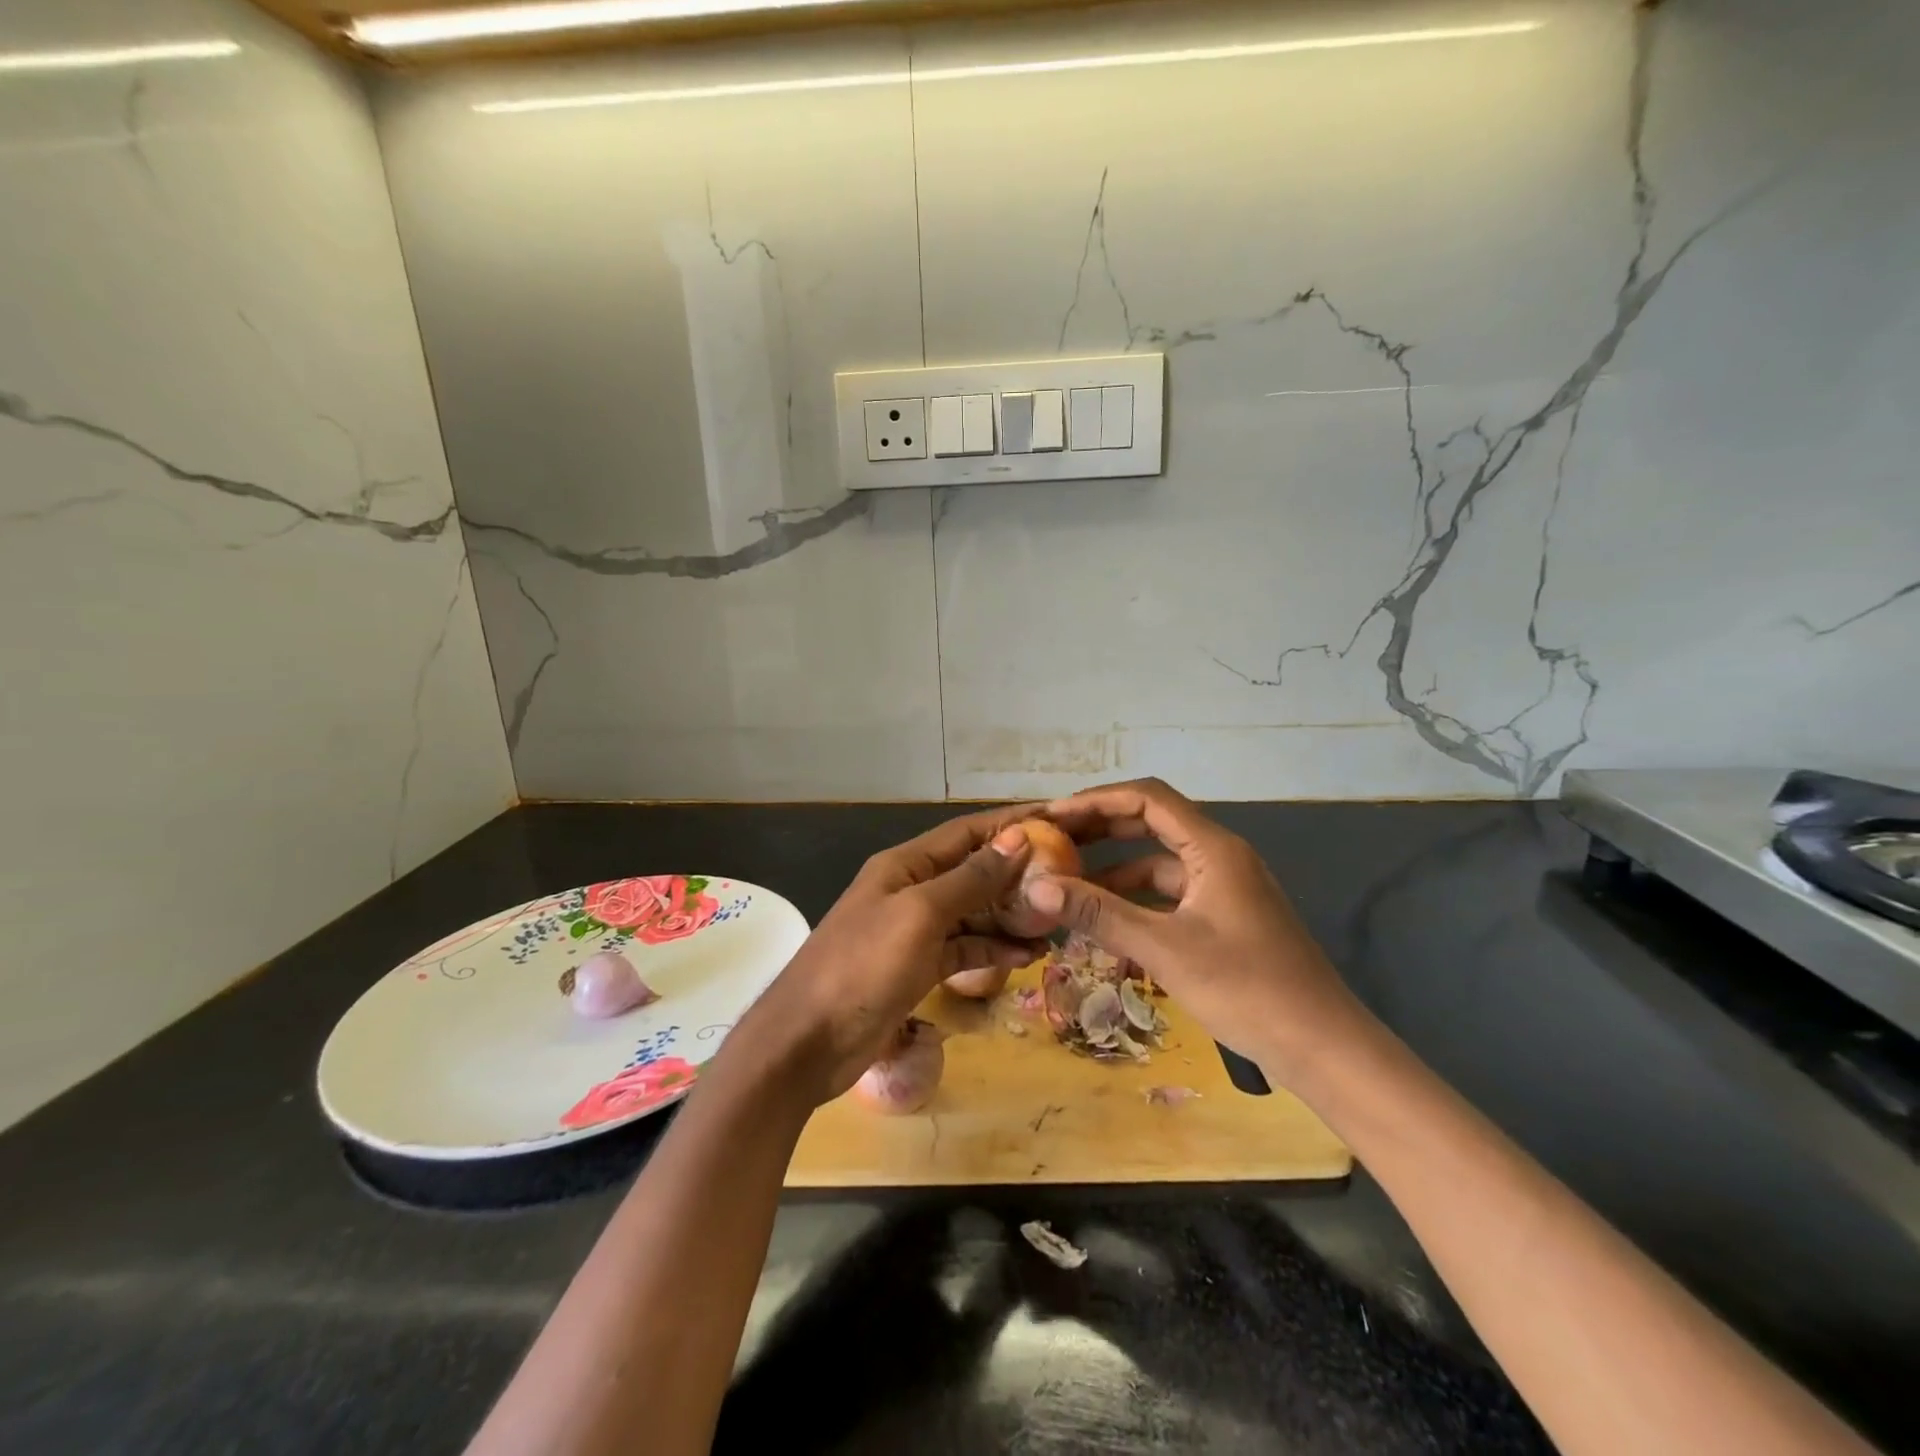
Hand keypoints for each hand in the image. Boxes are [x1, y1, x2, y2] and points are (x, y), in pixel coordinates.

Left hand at [729, 806, 1043, 1106]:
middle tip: (1068, 879)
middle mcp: (911, 890)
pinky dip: (992, 950)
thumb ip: (970, 879)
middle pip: (972, 872)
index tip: (1056, 821)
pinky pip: (964, 949)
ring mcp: (914, 931)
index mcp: (905, 865)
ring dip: (1011, 916)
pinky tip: (1027, 957)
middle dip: (1017, 874)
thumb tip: (1016, 838)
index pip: (966, 833)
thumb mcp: (920, 915)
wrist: (808, 1042)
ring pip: (973, 913)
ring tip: (1056, 923)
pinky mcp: (917, 968)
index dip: (1009, 825)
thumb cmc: (863, 966)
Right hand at [1030, 778, 1368, 1081]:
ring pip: (1157, 864)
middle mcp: (1219, 856)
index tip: (1052, 816)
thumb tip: (1036, 887)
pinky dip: (1136, 903)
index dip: (1096, 801)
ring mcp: (1224, 888)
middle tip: (1052, 843)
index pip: (1147, 799)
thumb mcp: (1165, 950)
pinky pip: (1170, 896)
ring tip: (1067, 886)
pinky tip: (1104, 927)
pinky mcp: (1224, 918)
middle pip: (1150, 824)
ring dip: (1114, 872)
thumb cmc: (1247, 989)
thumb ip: (1100, 914)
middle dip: (1100, 831)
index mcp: (1213, 848)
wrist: (1323, 1048)